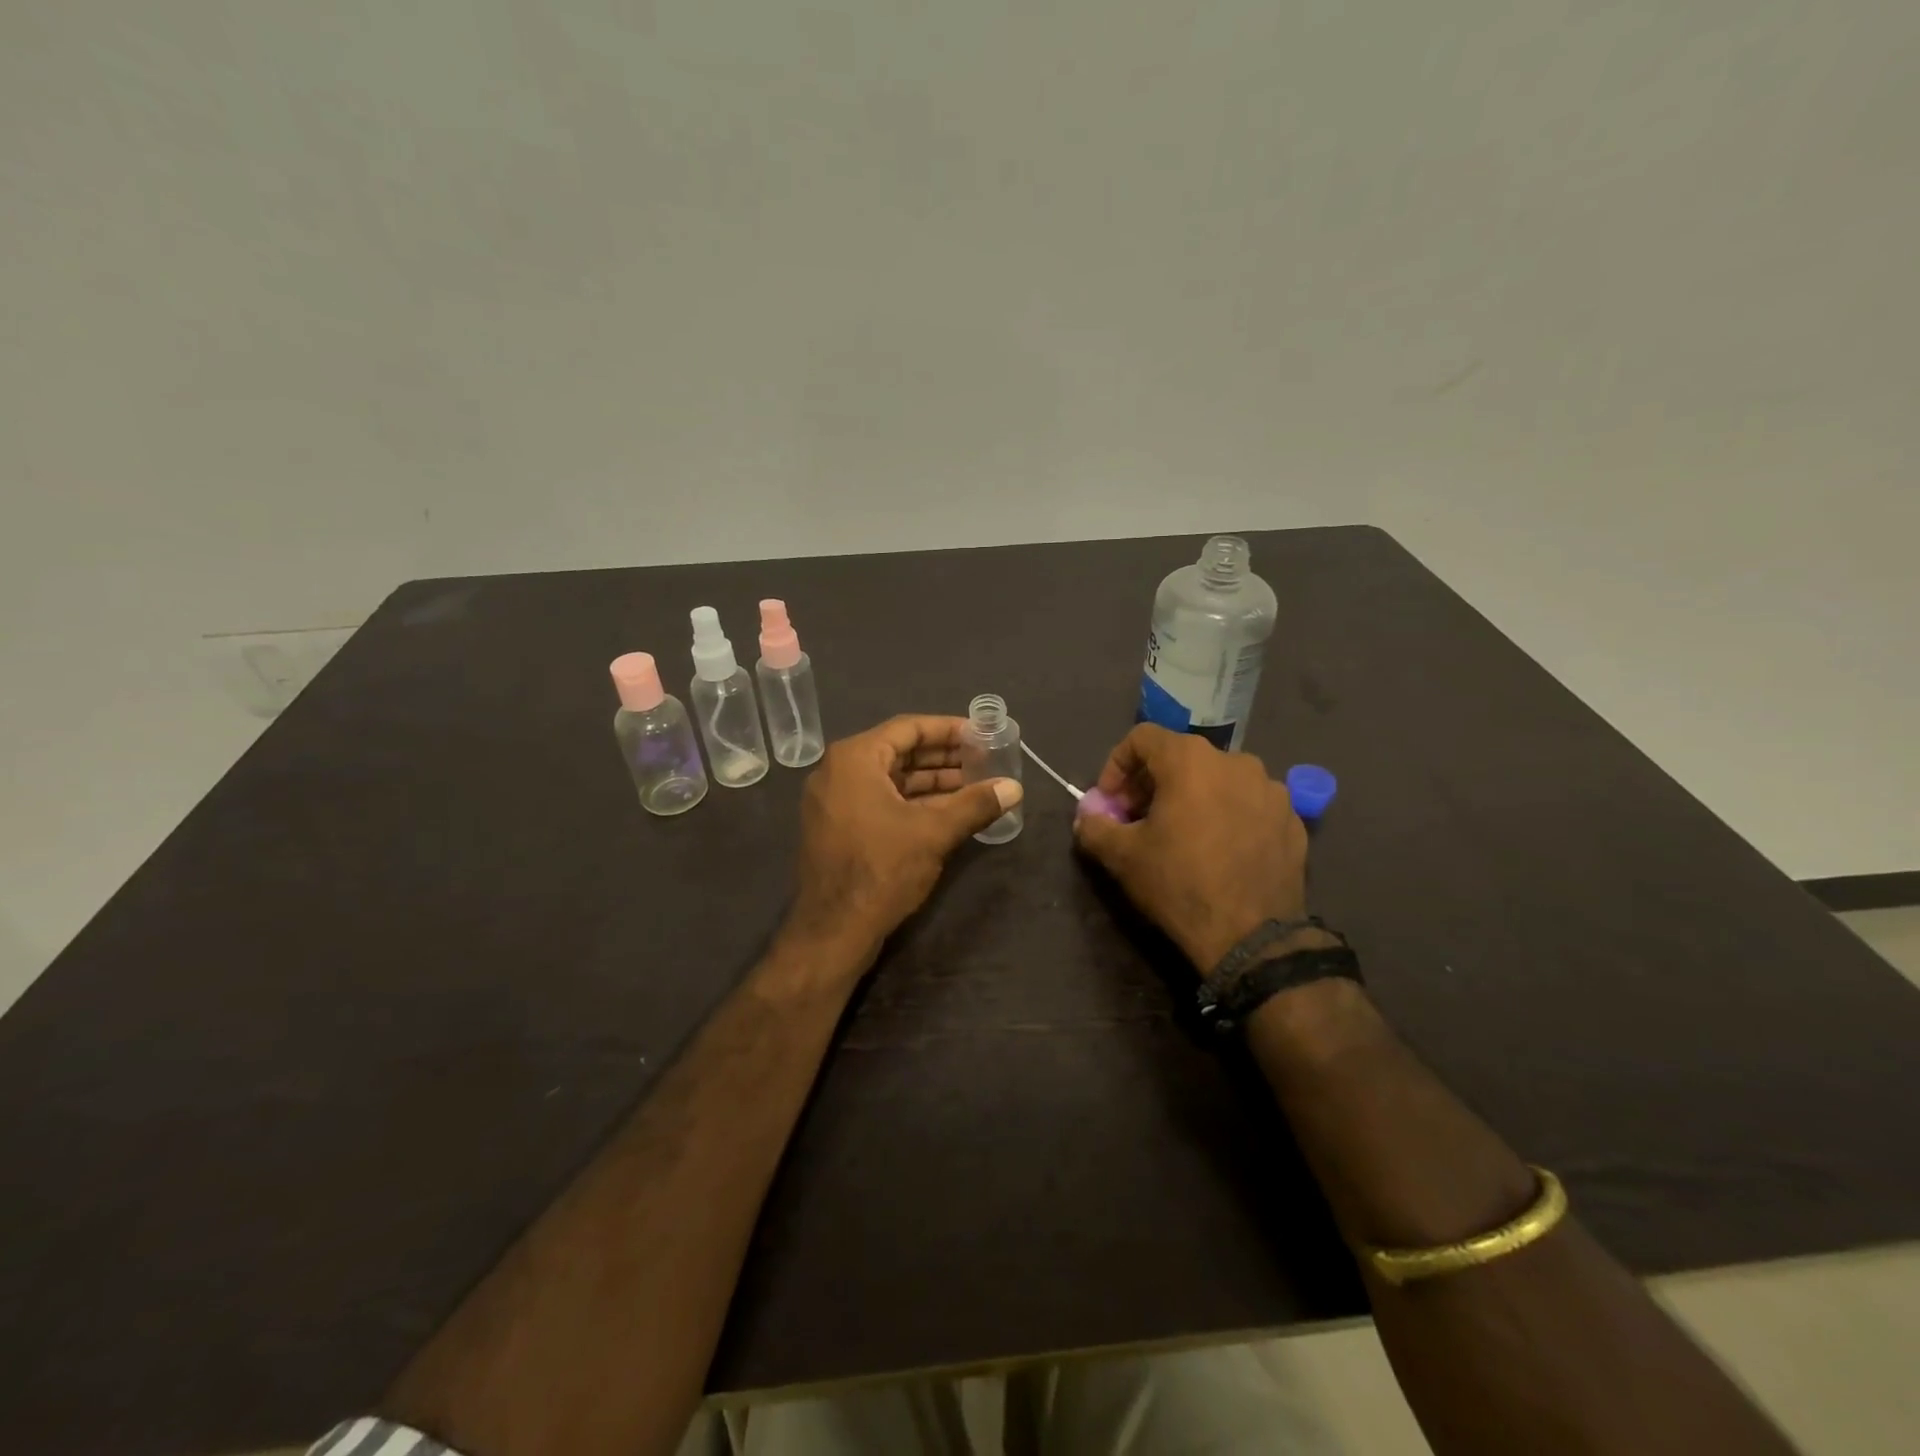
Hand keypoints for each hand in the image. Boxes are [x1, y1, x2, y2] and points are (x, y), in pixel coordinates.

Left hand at [784, 715, 1022, 967]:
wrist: (833, 931)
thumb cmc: (881, 870)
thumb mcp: (934, 833)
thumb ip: (975, 804)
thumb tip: (1015, 787)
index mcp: (855, 759)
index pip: (908, 728)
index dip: (948, 729)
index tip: (981, 734)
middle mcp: (838, 771)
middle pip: (899, 752)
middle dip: (943, 757)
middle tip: (983, 760)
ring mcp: (835, 801)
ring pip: (891, 779)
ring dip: (931, 782)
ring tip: (974, 785)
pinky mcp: (838, 827)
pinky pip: (879, 800)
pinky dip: (912, 802)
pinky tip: (948, 811)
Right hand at [1073, 724, 1309, 970]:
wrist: (1251, 937)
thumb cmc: (1179, 884)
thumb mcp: (1122, 856)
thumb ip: (1095, 827)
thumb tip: (1087, 818)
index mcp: (1191, 760)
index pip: (1143, 738)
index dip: (1117, 764)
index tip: (1110, 801)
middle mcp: (1236, 762)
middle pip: (1182, 757)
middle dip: (1152, 783)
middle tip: (1138, 819)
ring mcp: (1272, 790)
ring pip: (1219, 779)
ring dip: (1193, 797)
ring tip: (1182, 834)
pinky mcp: (1293, 820)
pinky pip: (1249, 804)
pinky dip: (1228, 815)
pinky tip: (1219, 850)